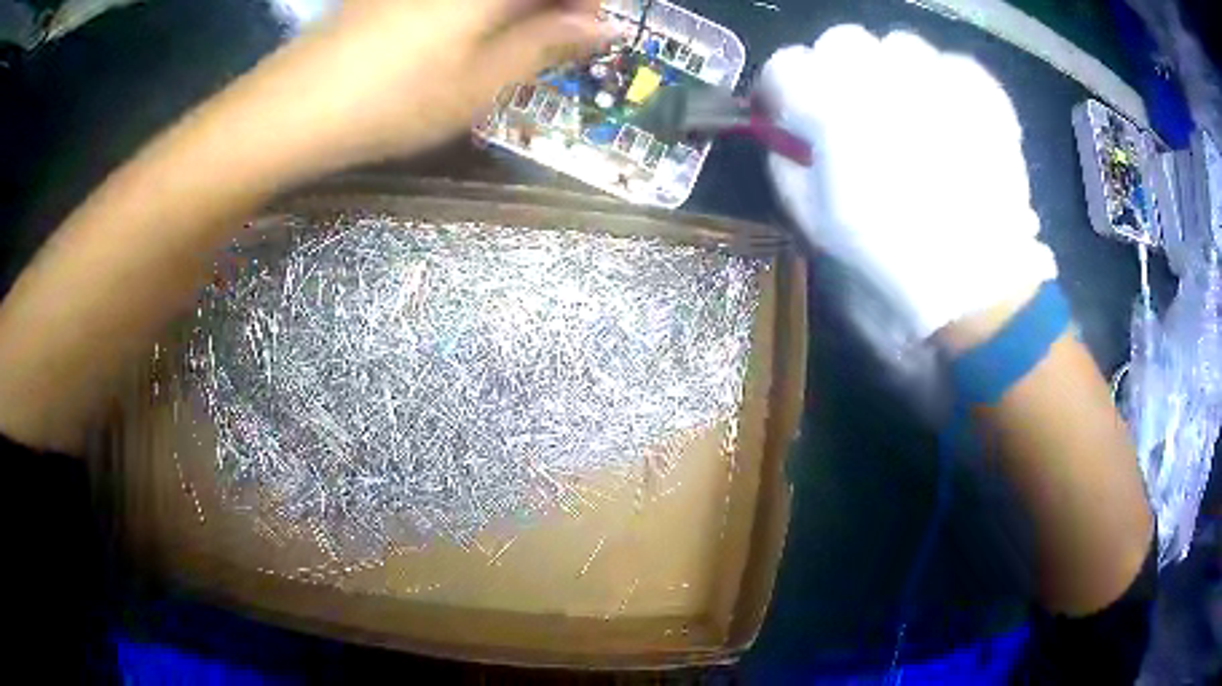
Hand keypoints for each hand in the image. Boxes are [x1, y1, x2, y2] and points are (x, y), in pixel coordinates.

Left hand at [223, 0, 608, 174]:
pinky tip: (468, 34)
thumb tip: (603, 27)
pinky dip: (476, 11)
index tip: (590, 31)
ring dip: (515, 10)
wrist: (292, 109)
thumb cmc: (393, 100)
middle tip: (555, 40)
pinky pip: (453, 0)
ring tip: (512, 43)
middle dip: (552, 6)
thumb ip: (547, 44)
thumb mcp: (481, 82)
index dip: (586, 3)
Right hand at [759, 25, 1057, 338]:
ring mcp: (939, 78)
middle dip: (838, 69)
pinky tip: (949, 114)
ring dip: (894, 71)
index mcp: (835, 109)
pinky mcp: (982, 92)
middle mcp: (884, 77)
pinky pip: (951, 62)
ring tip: (910, 111)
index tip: (793, 110)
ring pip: (899, 44)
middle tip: (855, 108)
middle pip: (842, 40)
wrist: (978, 283)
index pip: (787, 64)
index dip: (784, 87)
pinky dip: (944, 80)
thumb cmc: (892, 257)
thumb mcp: (816, 222)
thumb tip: (785, 133)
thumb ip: (787, 165)